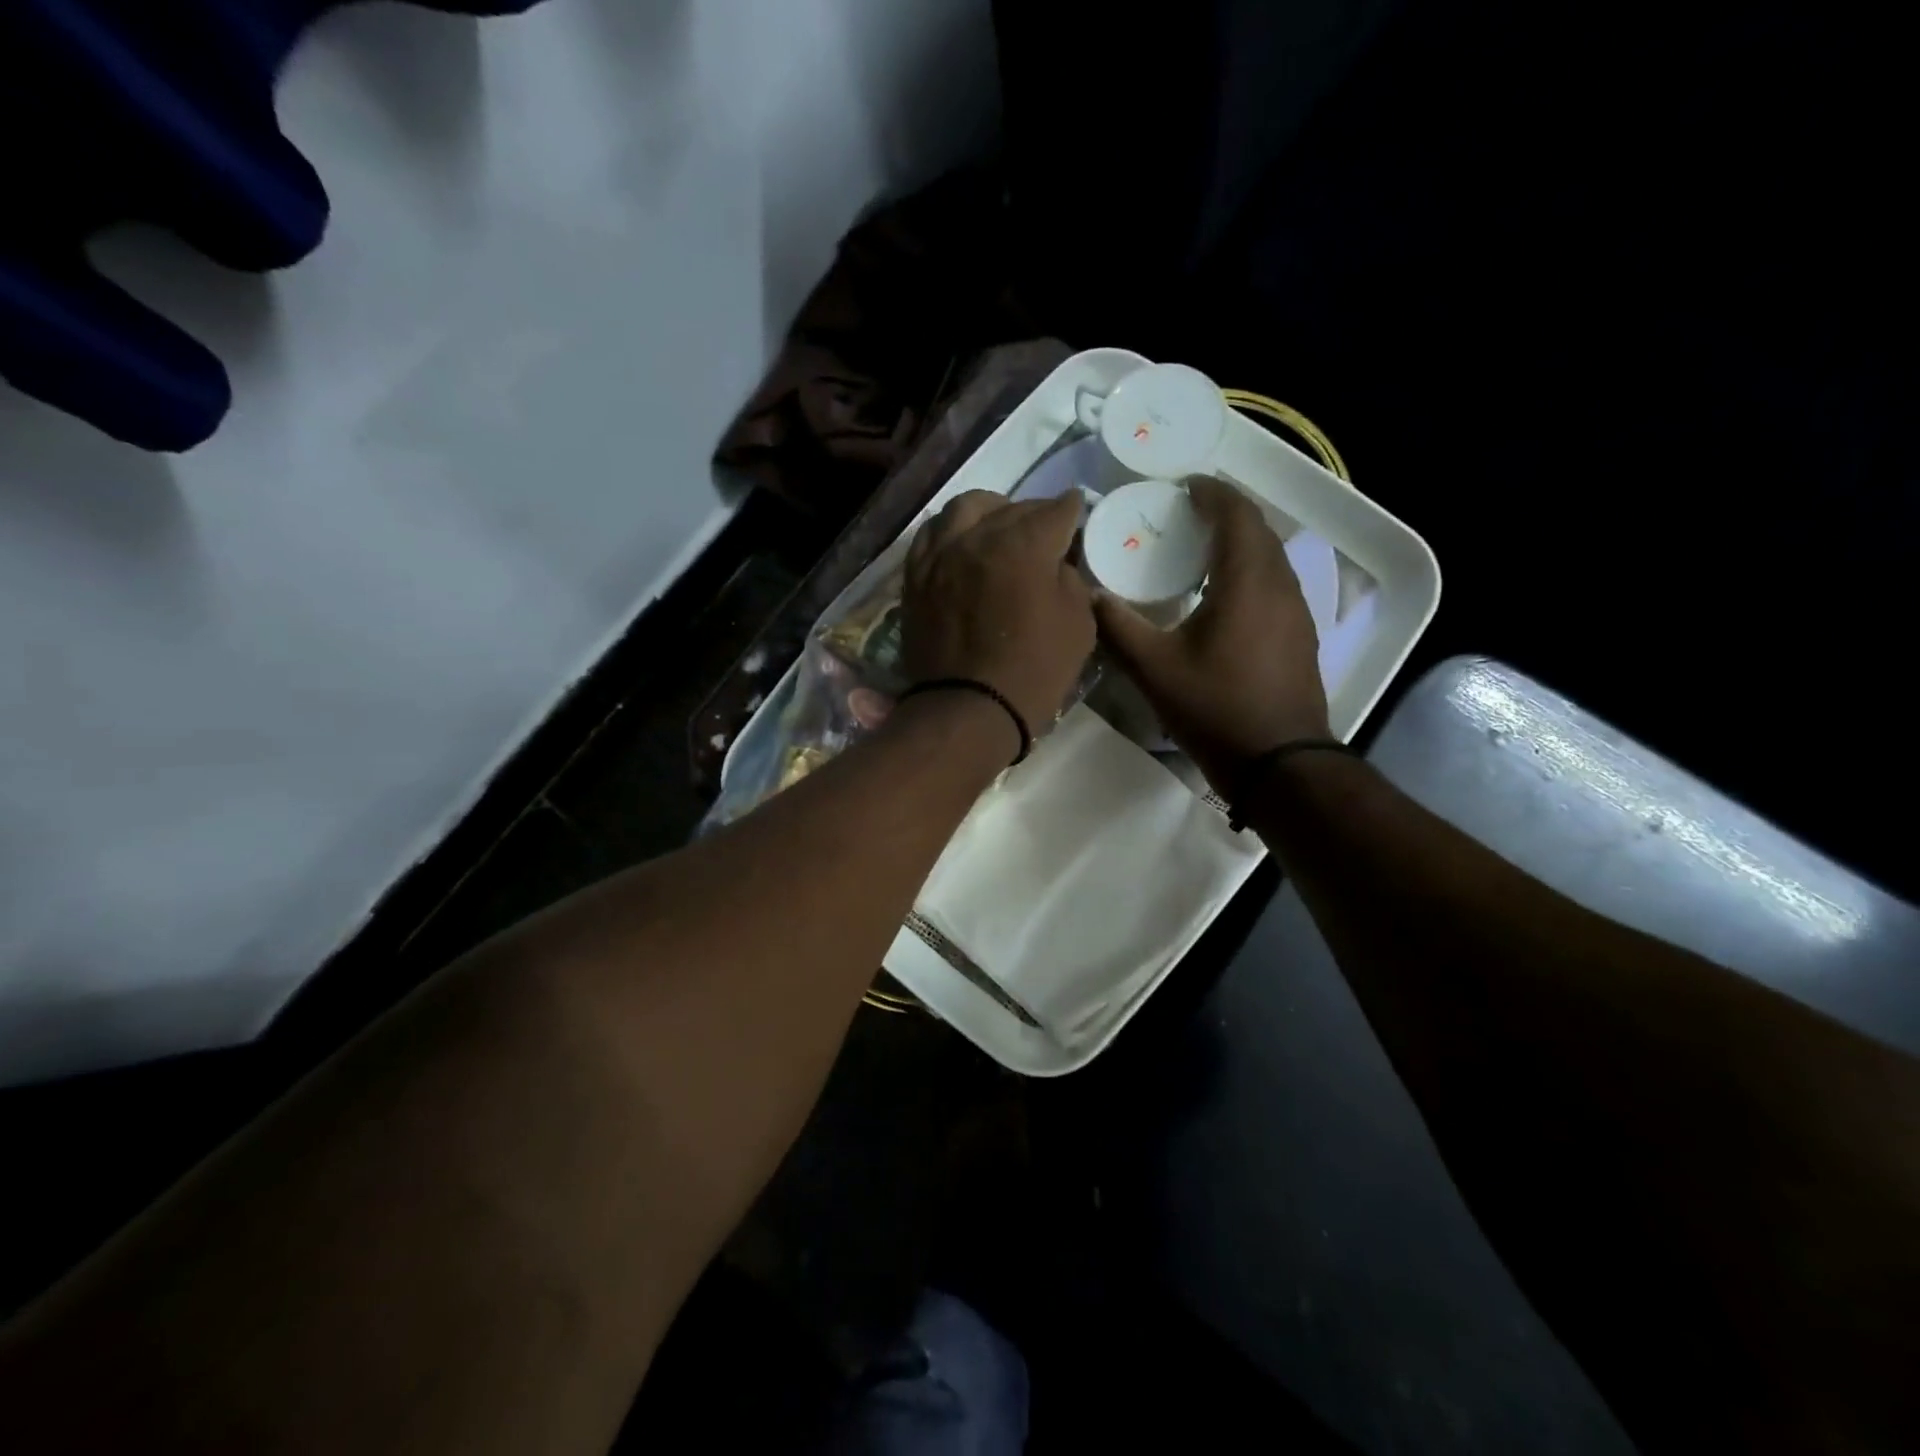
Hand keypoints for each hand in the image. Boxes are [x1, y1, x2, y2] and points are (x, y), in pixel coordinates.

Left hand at [902, 490, 1095, 736]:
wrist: (969, 709)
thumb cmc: (1034, 672)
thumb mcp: (1079, 624)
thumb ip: (1070, 580)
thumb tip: (1056, 562)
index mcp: (1023, 544)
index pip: (1055, 511)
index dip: (1071, 511)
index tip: (1076, 512)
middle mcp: (977, 537)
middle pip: (1011, 508)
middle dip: (1034, 514)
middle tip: (1045, 529)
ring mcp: (940, 554)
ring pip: (964, 509)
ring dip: (989, 511)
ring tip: (997, 526)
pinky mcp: (916, 576)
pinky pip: (931, 535)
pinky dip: (951, 530)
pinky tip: (960, 541)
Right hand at [1094, 476, 1329, 788]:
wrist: (1278, 763)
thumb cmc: (1215, 707)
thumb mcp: (1153, 669)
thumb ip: (1118, 627)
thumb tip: (1089, 596)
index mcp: (1247, 580)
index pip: (1236, 513)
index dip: (1211, 492)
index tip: (1182, 487)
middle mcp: (1280, 584)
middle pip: (1257, 530)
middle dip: (1224, 513)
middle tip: (1184, 516)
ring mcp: (1297, 612)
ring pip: (1270, 558)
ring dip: (1238, 543)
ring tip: (1199, 552)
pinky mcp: (1300, 636)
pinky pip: (1274, 584)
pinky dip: (1248, 572)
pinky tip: (1222, 597)